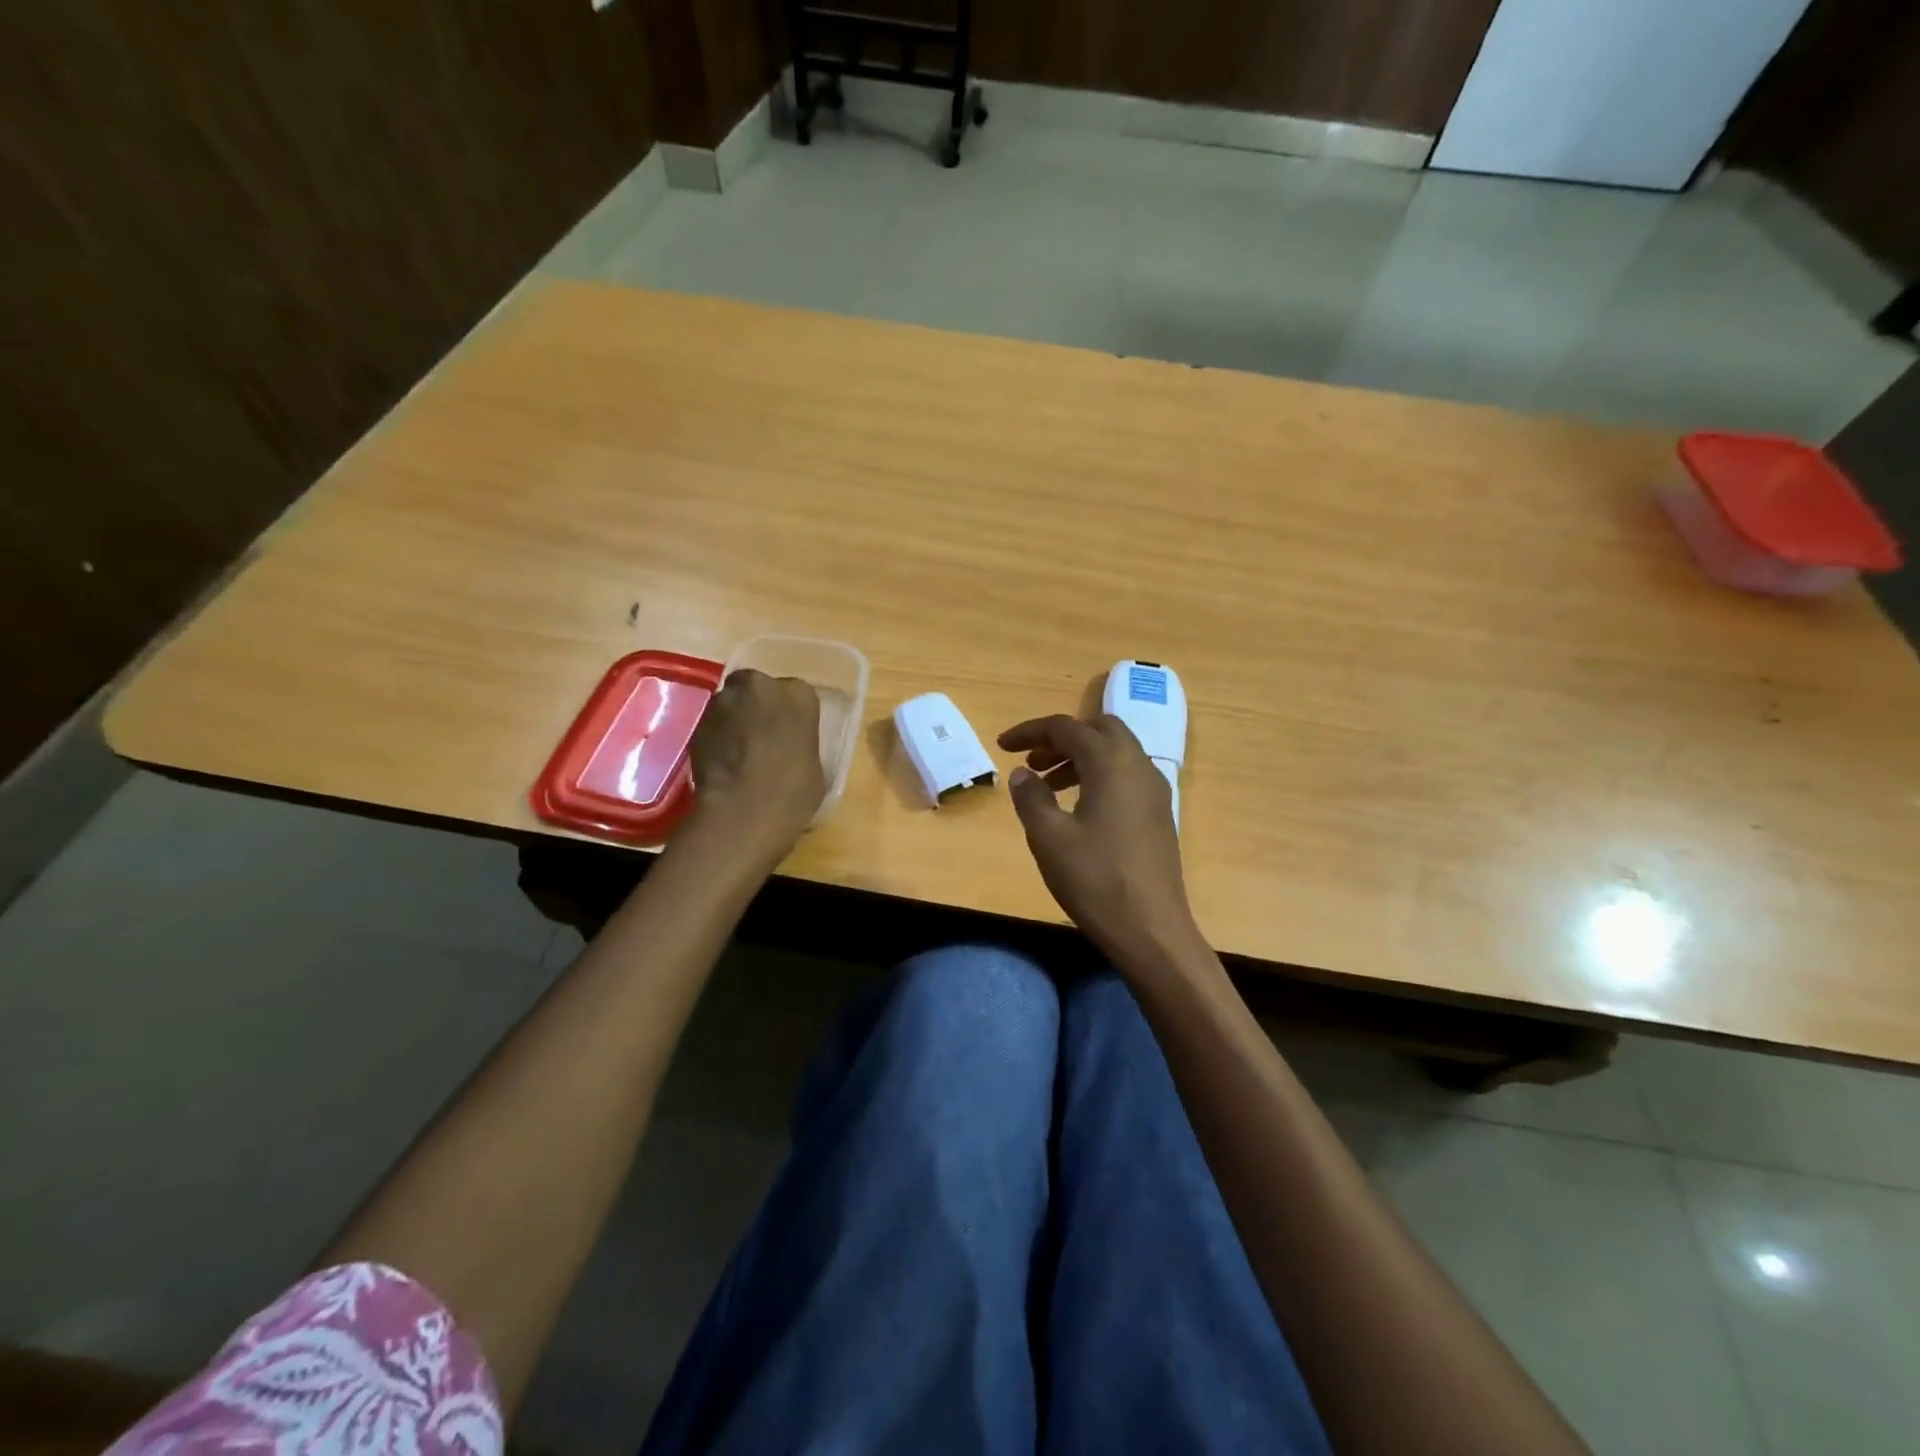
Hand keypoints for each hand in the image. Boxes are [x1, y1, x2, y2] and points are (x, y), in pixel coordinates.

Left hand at [689, 669, 824, 860]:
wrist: (744, 811)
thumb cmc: (794, 791)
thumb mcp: (813, 765)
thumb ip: (798, 744)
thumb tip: (787, 751)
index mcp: (798, 695)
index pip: (795, 694)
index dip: (788, 715)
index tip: (788, 734)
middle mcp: (759, 686)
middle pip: (756, 688)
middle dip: (756, 707)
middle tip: (761, 736)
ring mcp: (723, 703)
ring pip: (729, 705)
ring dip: (733, 721)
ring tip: (738, 753)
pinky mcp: (697, 724)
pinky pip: (711, 726)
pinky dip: (716, 739)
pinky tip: (722, 764)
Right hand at [998, 713, 1201, 974]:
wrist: (1151, 930)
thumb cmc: (1095, 880)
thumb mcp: (1049, 838)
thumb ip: (1031, 797)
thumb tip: (1022, 773)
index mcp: (1112, 763)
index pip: (1067, 728)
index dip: (1030, 731)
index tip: (1002, 745)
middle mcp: (1138, 765)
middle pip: (1098, 729)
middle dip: (1060, 738)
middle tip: (1031, 761)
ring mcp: (1154, 790)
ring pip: (1114, 752)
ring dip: (1078, 757)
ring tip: (1046, 785)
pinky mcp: (1158, 813)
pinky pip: (1125, 775)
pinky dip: (1098, 775)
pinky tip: (1076, 807)